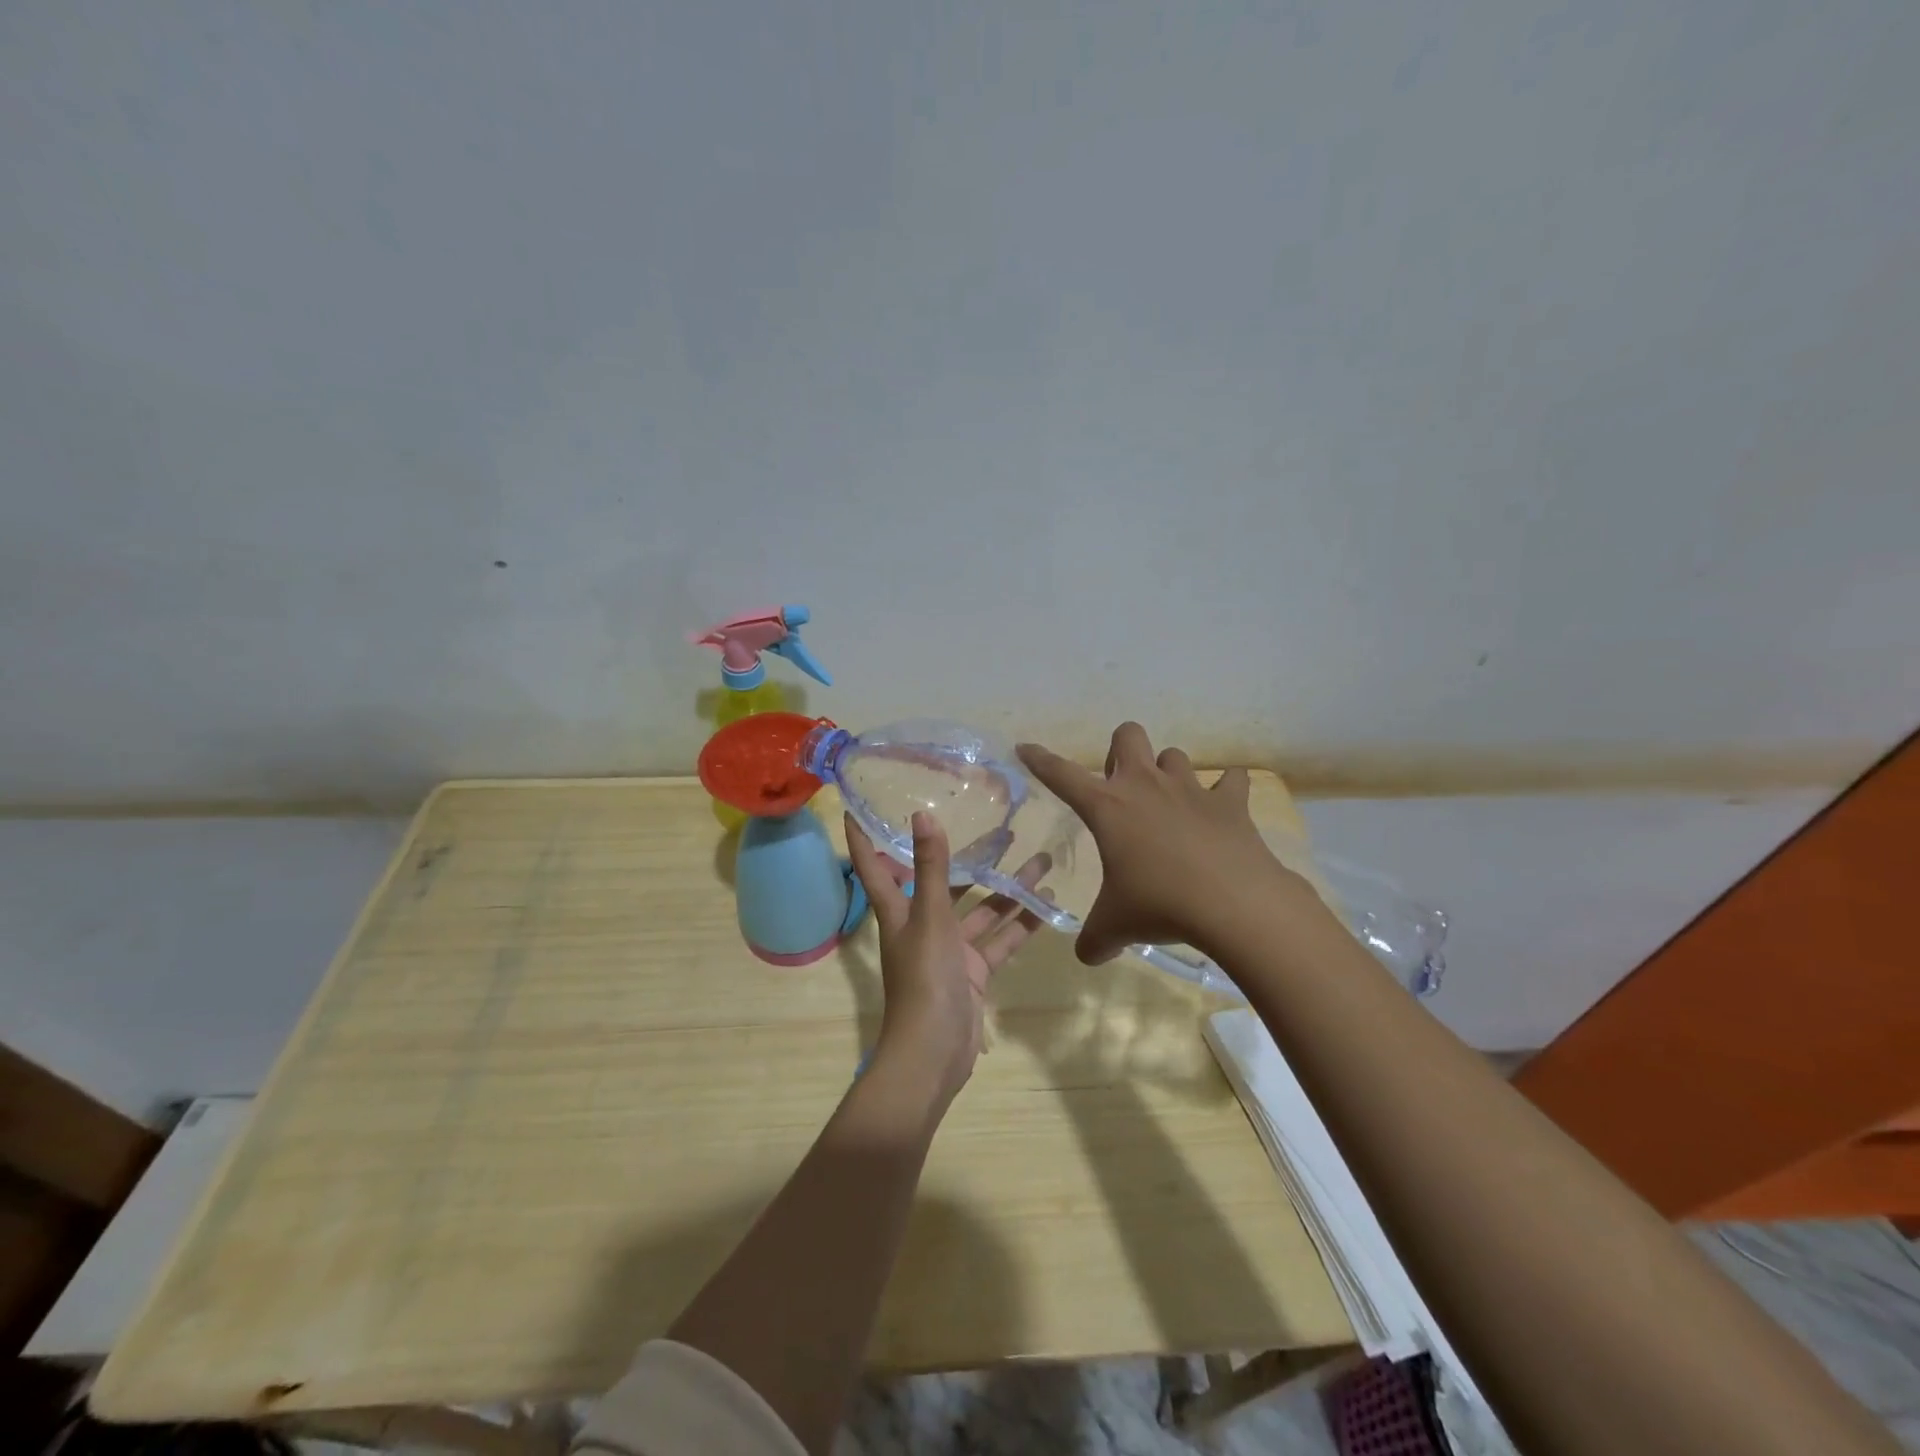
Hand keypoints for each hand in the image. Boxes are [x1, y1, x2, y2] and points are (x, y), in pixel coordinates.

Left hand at [845, 811, 1048, 1105]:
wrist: (934, 1054)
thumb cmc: (924, 980)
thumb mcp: (930, 918)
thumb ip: (932, 868)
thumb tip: (922, 814)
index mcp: (899, 912)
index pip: (875, 866)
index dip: (864, 838)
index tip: (857, 807)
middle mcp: (922, 926)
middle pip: (943, 883)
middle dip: (969, 857)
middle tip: (1001, 827)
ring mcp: (950, 950)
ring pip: (980, 910)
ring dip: (1007, 888)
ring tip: (1040, 858)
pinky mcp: (974, 972)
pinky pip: (998, 941)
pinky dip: (1019, 924)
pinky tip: (1045, 902)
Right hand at [1017, 723, 1306, 963]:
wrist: (1232, 903)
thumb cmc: (1160, 906)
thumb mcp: (1115, 926)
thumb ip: (1095, 938)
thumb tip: (1088, 955)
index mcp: (1107, 807)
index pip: (1061, 774)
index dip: (1040, 760)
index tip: (1026, 748)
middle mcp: (1145, 785)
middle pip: (1127, 735)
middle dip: (1120, 751)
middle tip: (1122, 788)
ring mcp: (1190, 789)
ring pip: (1174, 756)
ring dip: (1168, 773)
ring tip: (1171, 804)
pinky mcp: (1230, 802)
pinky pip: (1231, 780)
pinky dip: (1227, 789)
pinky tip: (1224, 805)